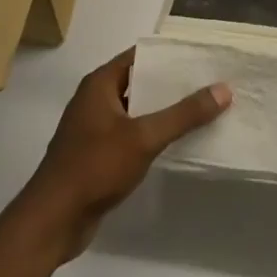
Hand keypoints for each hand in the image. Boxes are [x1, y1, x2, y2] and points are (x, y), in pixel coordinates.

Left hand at [12, 49, 230, 263]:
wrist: (53, 221)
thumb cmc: (95, 167)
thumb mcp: (143, 137)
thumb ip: (183, 114)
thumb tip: (223, 89)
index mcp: (100, 83)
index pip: (140, 56)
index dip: (170, 55)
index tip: (202, 57)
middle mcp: (95, 99)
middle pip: (140, 82)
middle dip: (172, 84)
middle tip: (210, 83)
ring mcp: (95, 128)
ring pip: (137, 110)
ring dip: (164, 111)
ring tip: (202, 109)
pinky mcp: (97, 155)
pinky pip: (131, 135)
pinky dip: (153, 134)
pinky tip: (178, 142)